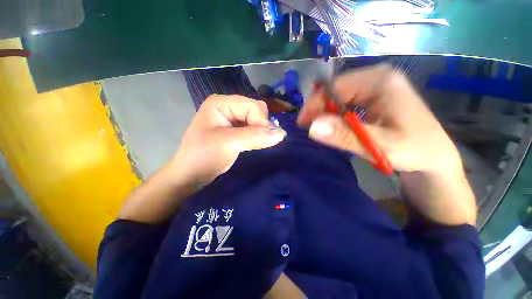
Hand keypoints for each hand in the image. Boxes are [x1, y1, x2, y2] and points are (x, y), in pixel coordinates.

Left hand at [172, 95, 285, 185]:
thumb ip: (255, 137)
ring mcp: (231, 118)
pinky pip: (253, 128)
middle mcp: (227, 106)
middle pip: (256, 110)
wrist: (191, 174)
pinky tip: (255, 143)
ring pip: (256, 120)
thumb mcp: (228, 143)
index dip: (262, 121)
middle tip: (259, 142)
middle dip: (262, 126)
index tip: (267, 139)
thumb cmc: (203, 156)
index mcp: (221, 103)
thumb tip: (282, 133)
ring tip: (257, 144)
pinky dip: (258, 136)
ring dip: (261, 132)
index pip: (252, 106)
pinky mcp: (235, 129)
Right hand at [298, 65, 475, 224]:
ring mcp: (376, 86)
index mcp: (380, 81)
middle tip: (310, 129)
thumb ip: (346, 135)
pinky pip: (346, 102)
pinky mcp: (374, 97)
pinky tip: (336, 126)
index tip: (303, 123)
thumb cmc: (415, 150)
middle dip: (319, 110)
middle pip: (336, 90)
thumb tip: (313, 127)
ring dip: (327, 113)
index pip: (334, 87)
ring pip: (339, 97)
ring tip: (322, 129)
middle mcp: (377, 78)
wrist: (434, 158)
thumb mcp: (379, 146)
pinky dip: (336, 115)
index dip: (315, 104)